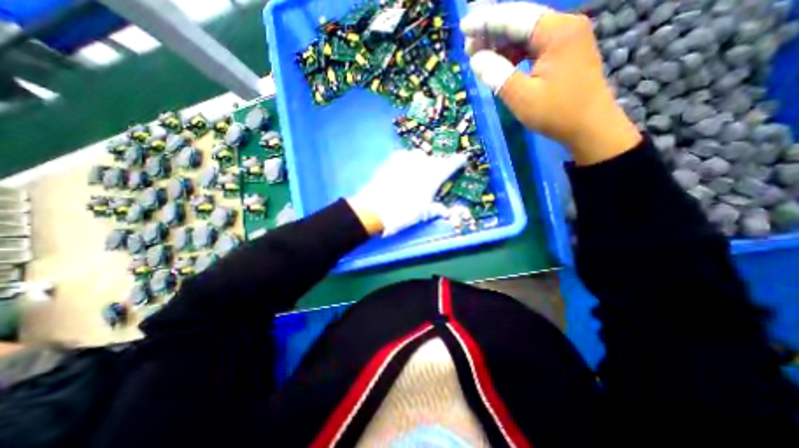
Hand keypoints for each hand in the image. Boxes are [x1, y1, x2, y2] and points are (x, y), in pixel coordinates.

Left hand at [348, 150, 469, 236]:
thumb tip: (447, 213)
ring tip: (415, 176)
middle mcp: (424, 161)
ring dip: (421, 164)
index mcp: (436, 174)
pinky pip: (405, 157)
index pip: (454, 161)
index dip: (459, 162)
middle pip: (436, 160)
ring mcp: (407, 157)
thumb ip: (437, 209)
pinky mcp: (393, 158)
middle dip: (437, 167)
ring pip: (420, 157)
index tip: (460, 163)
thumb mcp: (424, 213)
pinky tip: (402, 173)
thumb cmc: (405, 212)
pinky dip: (407, 163)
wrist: (375, 208)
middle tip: (432, 180)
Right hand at [459, 3, 639, 163]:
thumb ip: (497, 75)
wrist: (590, 127)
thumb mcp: (522, 97)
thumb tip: (476, 60)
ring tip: (480, 58)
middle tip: (468, 48)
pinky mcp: (563, 55)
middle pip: (521, 23)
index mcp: (556, 31)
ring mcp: (565, 40)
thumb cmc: (556, 113)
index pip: (514, 18)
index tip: (464, 27)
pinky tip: (500, 66)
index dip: (486, 22)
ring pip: (526, 36)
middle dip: (492, 34)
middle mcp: (563, 27)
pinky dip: (514, 56)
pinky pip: (533, 49)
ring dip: (501, 46)